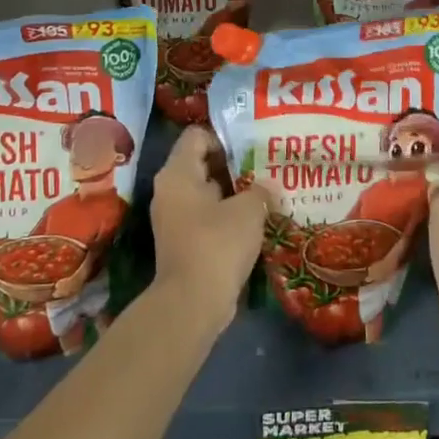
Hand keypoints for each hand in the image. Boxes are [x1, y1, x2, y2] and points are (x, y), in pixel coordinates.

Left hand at [149, 126, 271, 336]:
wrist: (193, 302)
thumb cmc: (217, 244)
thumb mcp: (248, 210)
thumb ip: (261, 190)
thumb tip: (268, 187)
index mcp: (178, 173)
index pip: (197, 136)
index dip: (225, 137)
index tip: (253, 148)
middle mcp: (170, 190)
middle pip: (202, 163)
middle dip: (236, 165)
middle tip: (267, 167)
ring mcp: (175, 217)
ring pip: (207, 192)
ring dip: (235, 193)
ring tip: (268, 193)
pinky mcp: (184, 241)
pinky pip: (208, 216)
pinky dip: (229, 216)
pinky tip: (257, 221)